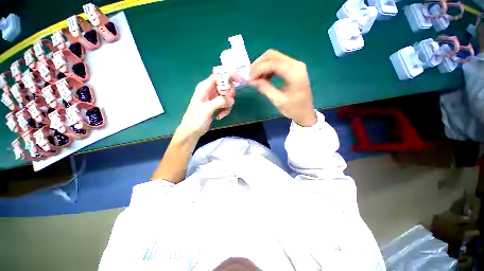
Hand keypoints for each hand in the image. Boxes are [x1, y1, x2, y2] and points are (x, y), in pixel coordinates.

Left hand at [176, 75, 234, 139]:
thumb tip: (232, 100)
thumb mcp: (207, 109)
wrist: (193, 130)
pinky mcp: (217, 106)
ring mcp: (214, 99)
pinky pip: (226, 104)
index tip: (240, 81)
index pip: (218, 76)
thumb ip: (219, 102)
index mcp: (205, 87)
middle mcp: (210, 91)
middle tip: (228, 103)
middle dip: (229, 95)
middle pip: (225, 86)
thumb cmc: (196, 118)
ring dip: (227, 105)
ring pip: (227, 97)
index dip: (229, 76)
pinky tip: (219, 116)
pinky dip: (225, 110)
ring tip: (221, 113)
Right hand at [249, 49, 315, 126]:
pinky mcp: (293, 67)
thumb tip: (252, 80)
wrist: (305, 112)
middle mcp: (296, 64)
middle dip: (258, 64)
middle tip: (251, 77)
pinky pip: (277, 62)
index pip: (273, 63)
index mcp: (294, 73)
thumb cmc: (293, 109)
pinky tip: (264, 78)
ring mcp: (295, 64)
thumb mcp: (278, 101)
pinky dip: (267, 68)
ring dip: (262, 65)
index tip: (250, 79)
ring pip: (274, 57)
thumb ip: (265, 88)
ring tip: (256, 78)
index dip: (258, 69)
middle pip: (272, 55)